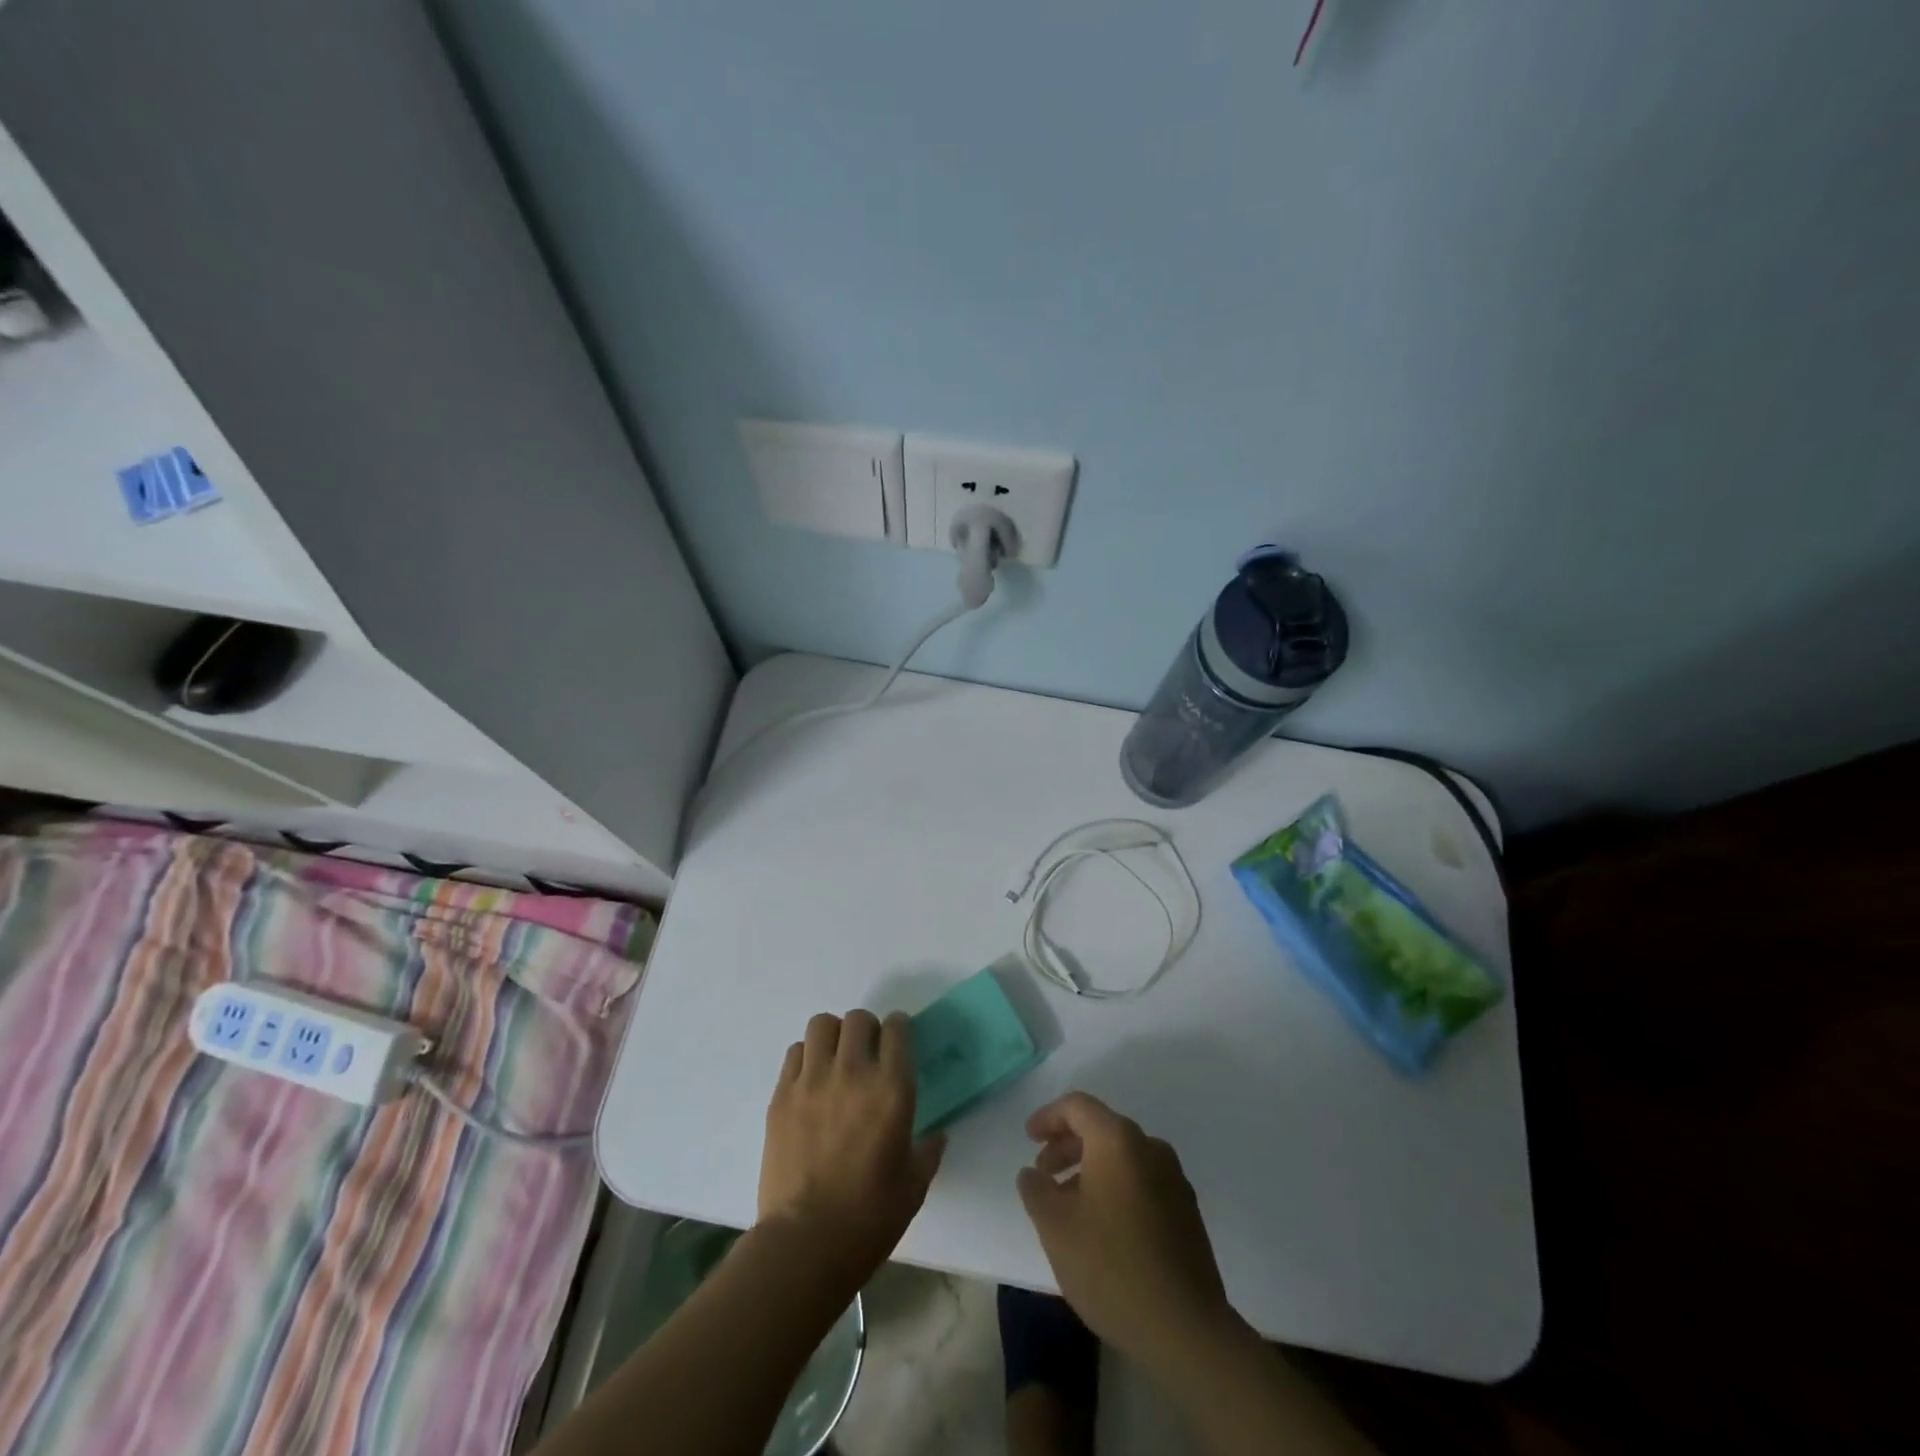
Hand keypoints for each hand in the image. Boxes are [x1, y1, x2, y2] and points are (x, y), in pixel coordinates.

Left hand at [758, 1010, 945, 1289]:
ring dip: (833, 1036)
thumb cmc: (869, 1218)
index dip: (900, 1029)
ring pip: (822, 1025)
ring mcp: (812, 1081)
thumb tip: (936, 1134)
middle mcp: (853, 1072)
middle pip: (858, 1019)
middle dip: (867, 1029)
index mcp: (892, 1089)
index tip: (899, 1042)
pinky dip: (806, 1058)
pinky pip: (795, 1053)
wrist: (805, 1244)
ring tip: (836, 1060)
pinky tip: (811, 1082)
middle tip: (868, 1053)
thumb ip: (928, 1150)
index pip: (897, 1029)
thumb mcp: (914, 1185)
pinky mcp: (781, 1095)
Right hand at [1016, 1093, 1240, 1372]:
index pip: (1078, 1106)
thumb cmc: (1111, 1267)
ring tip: (1067, 1204)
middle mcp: (1150, 1148)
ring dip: (1090, 1169)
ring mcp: (1174, 1179)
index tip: (1029, 1137)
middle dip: (1067, 1145)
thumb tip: (1032, 1173)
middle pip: (1102, 1129)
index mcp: (1118, 1140)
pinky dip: (1115, 1187)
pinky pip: (1141, 1180)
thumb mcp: (1056, 1227)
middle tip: (1043, 1173)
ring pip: (1122, 1157)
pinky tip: (1101, 1225)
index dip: (1048, 1116)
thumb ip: (1037, 1190)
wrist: (1186, 1329)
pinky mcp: (1186, 1211)